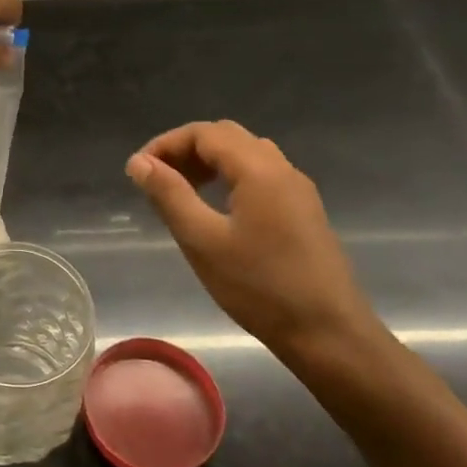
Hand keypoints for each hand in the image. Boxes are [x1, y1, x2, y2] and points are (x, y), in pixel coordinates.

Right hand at [127, 121, 374, 351]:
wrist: (328, 334)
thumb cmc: (259, 287)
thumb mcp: (202, 241)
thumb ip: (169, 195)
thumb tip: (139, 163)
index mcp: (259, 169)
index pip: (204, 133)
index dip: (166, 144)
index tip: (138, 172)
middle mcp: (282, 169)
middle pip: (227, 137)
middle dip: (186, 150)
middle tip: (156, 179)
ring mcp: (298, 190)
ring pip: (246, 155)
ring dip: (208, 162)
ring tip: (180, 192)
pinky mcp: (304, 211)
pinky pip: (261, 175)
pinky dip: (229, 177)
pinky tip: (216, 209)